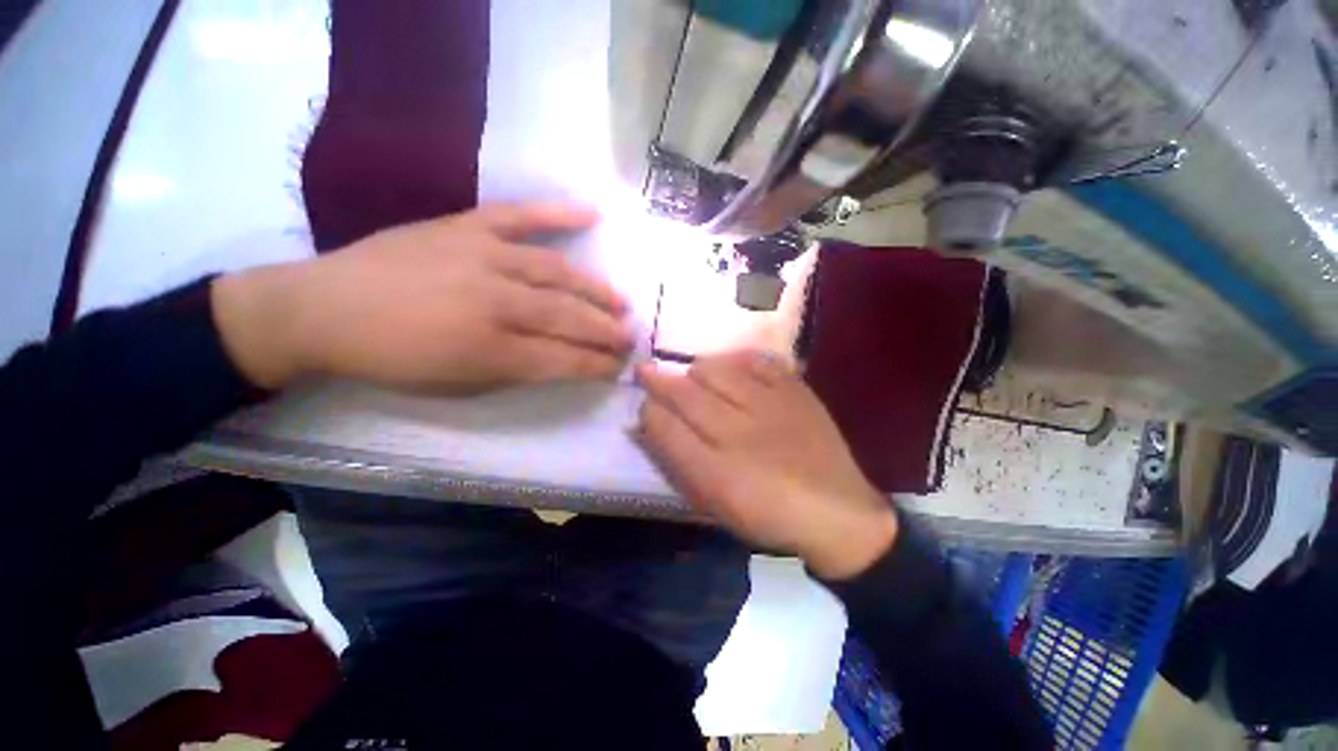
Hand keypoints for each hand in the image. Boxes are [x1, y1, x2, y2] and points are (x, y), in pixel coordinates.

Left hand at [213, 203, 633, 392]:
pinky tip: (593, 212)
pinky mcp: (466, 226)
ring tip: (621, 302)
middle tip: (631, 337)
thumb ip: (516, 372)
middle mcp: (495, 302)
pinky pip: (520, 215)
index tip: (619, 367)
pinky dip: (558, 212)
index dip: (597, 365)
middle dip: (606, 332)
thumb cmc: (393, 359)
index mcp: (489, 350)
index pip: (564, 360)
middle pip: (568, 318)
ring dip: (596, 290)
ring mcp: (483, 257)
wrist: (324, 308)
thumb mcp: (458, 385)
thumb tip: (561, 360)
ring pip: (557, 273)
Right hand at [635, 351, 898, 579]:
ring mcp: (770, 407)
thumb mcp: (714, 503)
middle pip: (685, 393)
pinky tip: (733, 369)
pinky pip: (756, 361)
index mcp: (716, 473)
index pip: (664, 427)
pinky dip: (737, 361)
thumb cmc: (767, 515)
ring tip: (693, 377)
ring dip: (695, 370)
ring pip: (716, 370)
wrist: (838, 512)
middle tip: (646, 372)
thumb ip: (676, 463)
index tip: (643, 404)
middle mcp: (739, 434)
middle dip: (657, 380)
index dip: (647, 410)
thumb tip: (645, 426)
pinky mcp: (796, 392)